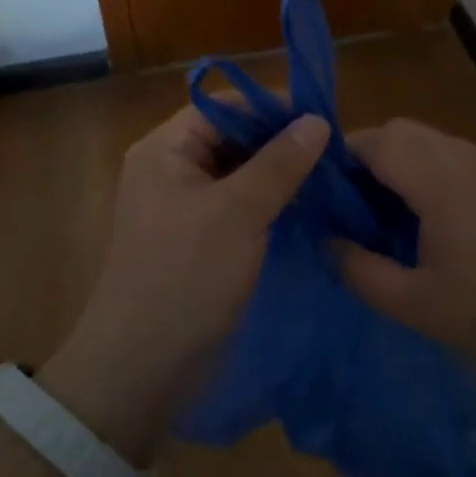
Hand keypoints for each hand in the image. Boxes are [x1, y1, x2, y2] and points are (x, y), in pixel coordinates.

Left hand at [42, 104, 328, 459]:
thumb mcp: (238, 213)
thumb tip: (317, 120)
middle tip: (333, 152)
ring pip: (239, 171)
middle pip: (232, 136)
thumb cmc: (185, 278)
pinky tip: (307, 206)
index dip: (272, 107)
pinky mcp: (199, 238)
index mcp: (165, 149)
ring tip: (329, 176)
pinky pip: (238, 204)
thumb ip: (280, 163)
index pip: (225, 106)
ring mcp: (184, 205)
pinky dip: (269, 201)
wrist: (142, 370)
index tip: (323, 119)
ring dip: (279, 173)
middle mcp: (171, 168)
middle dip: (280, 141)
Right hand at [337, 119, 475, 375]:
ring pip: (431, 141)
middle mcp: (464, 158)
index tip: (323, 192)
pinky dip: (430, 172)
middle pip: (402, 131)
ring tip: (389, 215)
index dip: (341, 157)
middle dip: (368, 155)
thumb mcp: (417, 305)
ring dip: (401, 162)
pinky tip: (435, 222)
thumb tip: (327, 242)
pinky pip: (456, 159)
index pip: (375, 140)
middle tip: (353, 206)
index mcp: (438, 180)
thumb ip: (361, 271)